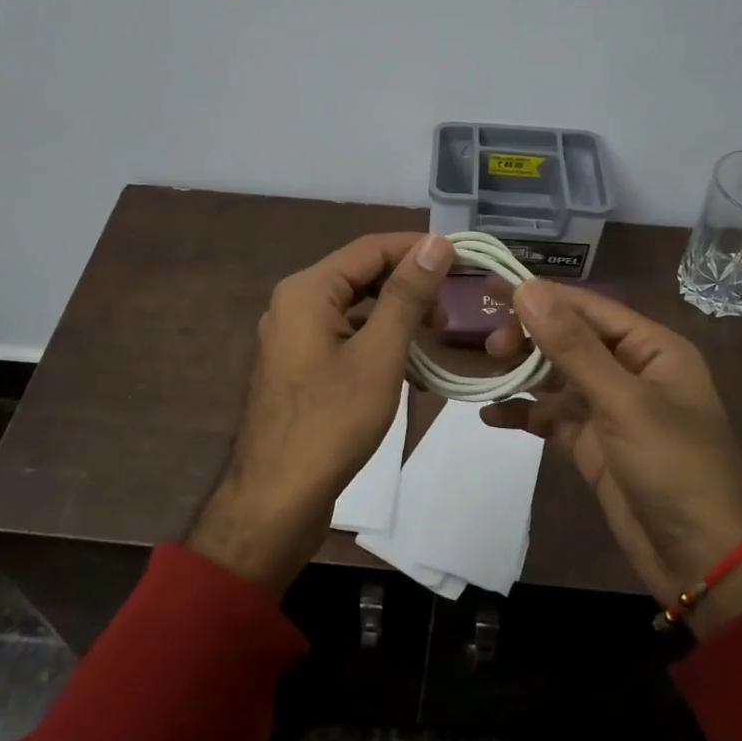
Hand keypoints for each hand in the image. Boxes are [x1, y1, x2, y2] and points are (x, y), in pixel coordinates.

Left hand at [188, 232, 452, 595]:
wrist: (278, 498)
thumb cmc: (332, 422)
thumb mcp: (378, 354)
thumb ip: (406, 295)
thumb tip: (436, 242)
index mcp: (306, 290)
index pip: (370, 248)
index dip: (418, 249)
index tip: (463, 262)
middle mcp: (293, 303)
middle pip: (360, 275)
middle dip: (407, 285)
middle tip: (449, 310)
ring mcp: (293, 337)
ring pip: (353, 308)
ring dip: (394, 315)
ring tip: (434, 334)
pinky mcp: (299, 367)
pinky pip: (343, 336)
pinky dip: (376, 340)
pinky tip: (407, 363)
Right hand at [481, 282, 741, 632]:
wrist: (703, 560)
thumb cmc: (674, 467)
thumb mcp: (623, 402)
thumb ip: (573, 346)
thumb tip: (528, 290)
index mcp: (651, 349)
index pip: (588, 308)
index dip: (541, 296)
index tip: (492, 290)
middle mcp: (631, 371)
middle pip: (570, 340)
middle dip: (529, 338)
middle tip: (491, 346)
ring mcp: (611, 410)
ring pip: (556, 379)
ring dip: (522, 375)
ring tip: (485, 375)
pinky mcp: (594, 445)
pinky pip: (552, 419)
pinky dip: (525, 415)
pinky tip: (491, 416)